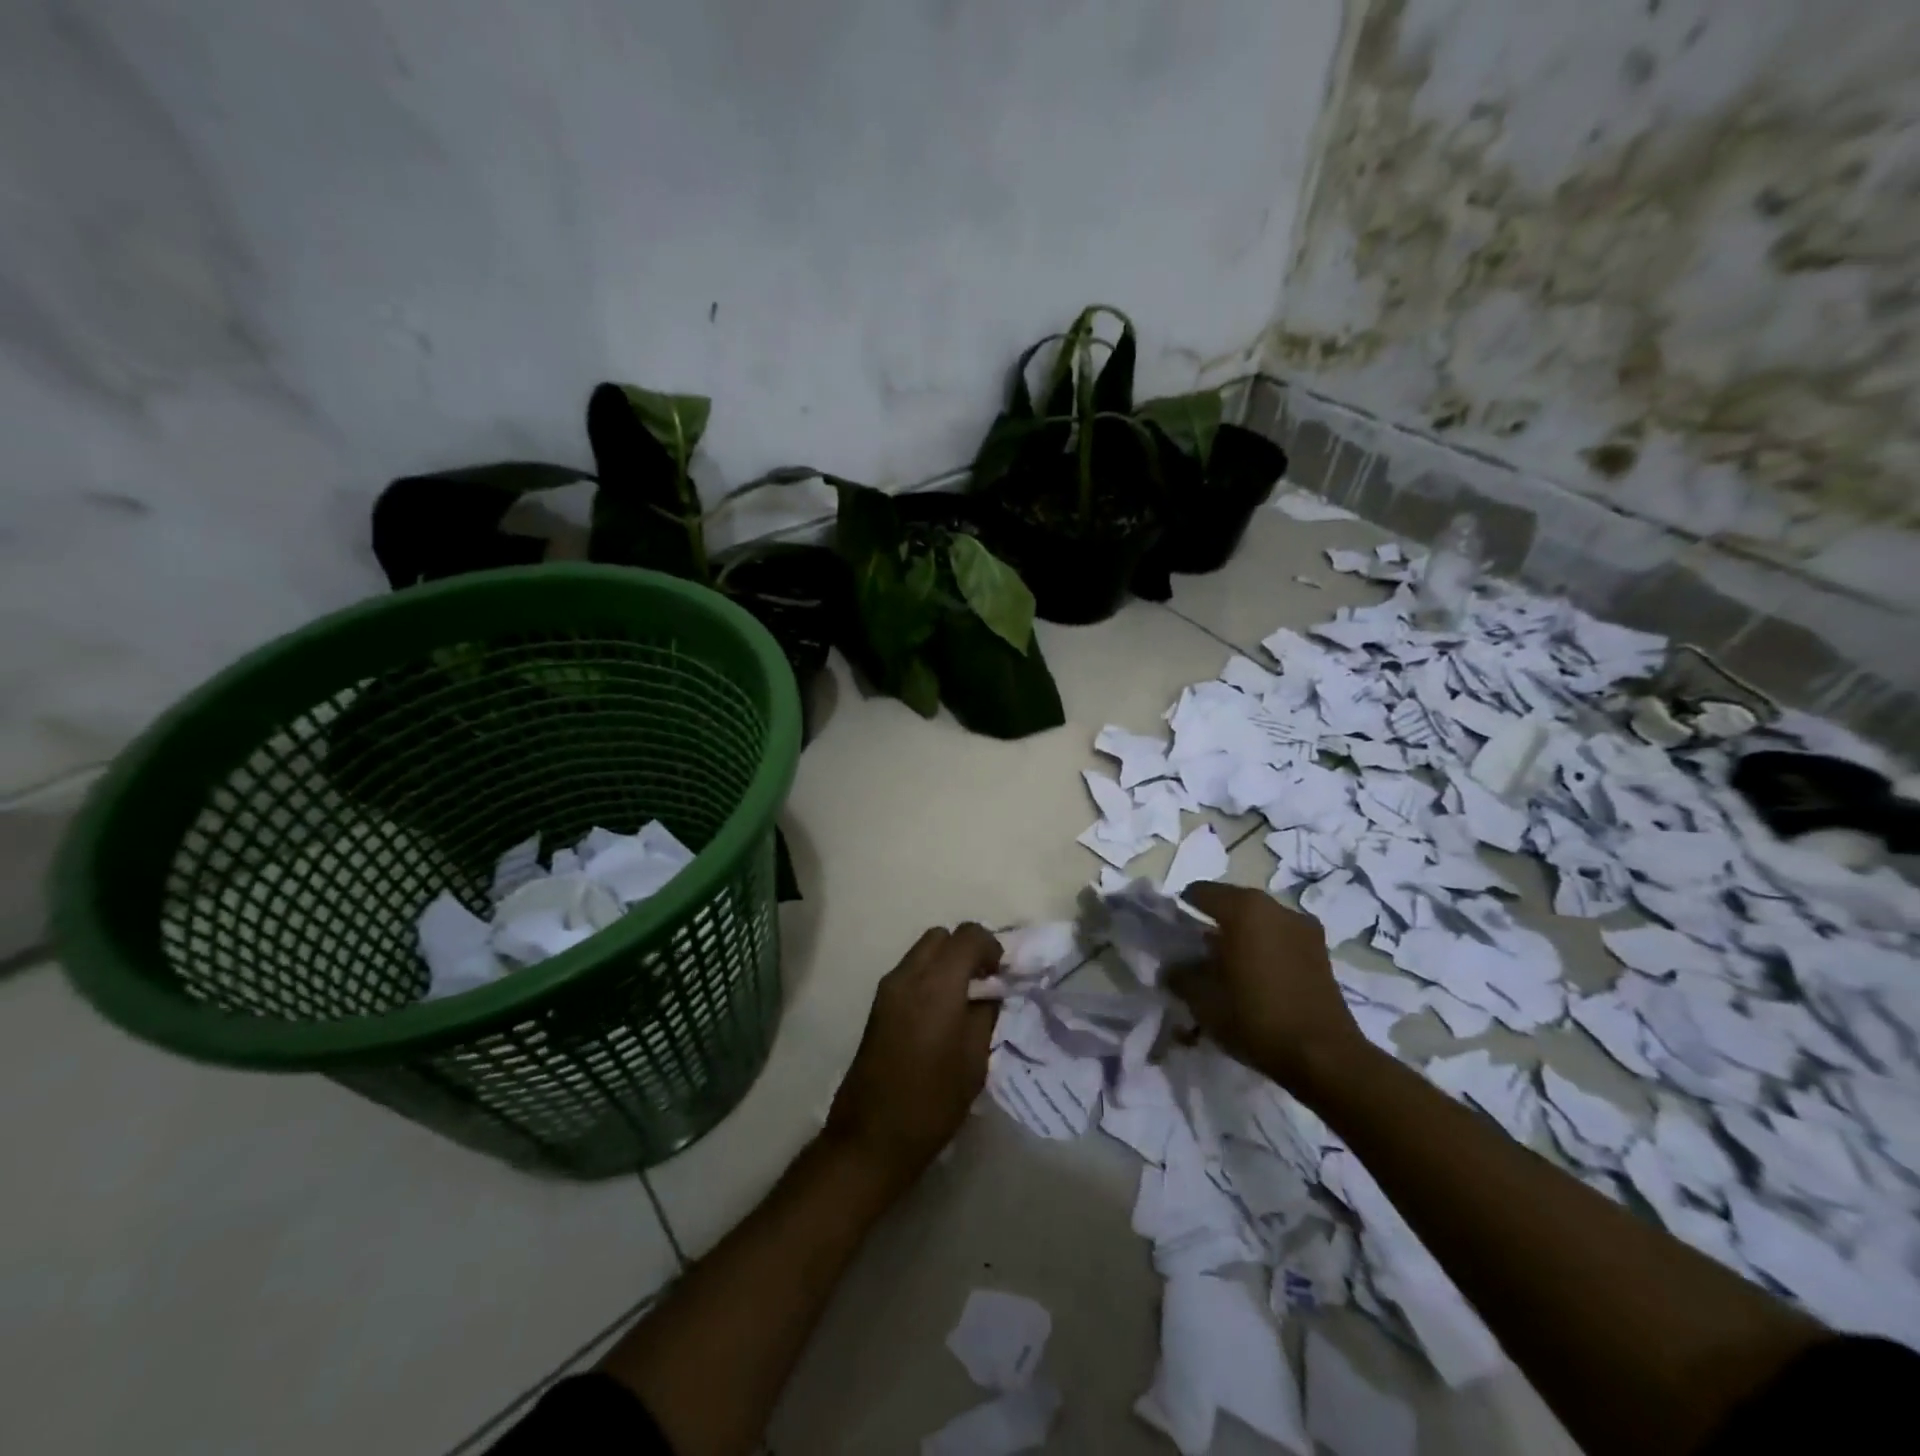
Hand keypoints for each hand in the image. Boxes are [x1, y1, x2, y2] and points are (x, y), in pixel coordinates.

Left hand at [825, 923, 1001, 1184]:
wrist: (871, 1137)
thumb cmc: (932, 1101)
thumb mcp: (974, 1059)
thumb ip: (986, 1014)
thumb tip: (991, 991)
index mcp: (937, 985)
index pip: (968, 936)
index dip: (991, 947)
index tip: (1002, 975)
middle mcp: (908, 975)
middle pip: (941, 936)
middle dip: (966, 949)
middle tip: (983, 982)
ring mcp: (888, 989)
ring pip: (923, 951)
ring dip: (946, 962)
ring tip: (964, 1000)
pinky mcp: (877, 1005)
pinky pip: (909, 972)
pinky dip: (929, 977)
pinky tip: (941, 1014)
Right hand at [1166, 882, 1368, 1095]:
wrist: (1325, 1057)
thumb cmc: (1256, 1018)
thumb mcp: (1202, 1000)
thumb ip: (1179, 974)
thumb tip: (1173, 966)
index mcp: (1243, 908)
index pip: (1198, 892)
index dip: (1180, 911)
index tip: (1172, 937)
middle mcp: (1275, 907)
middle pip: (1231, 903)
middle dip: (1211, 923)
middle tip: (1197, 954)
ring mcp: (1303, 927)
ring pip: (1258, 921)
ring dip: (1241, 936)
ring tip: (1228, 968)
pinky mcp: (1321, 951)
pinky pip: (1280, 938)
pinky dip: (1264, 948)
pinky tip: (1257, 978)